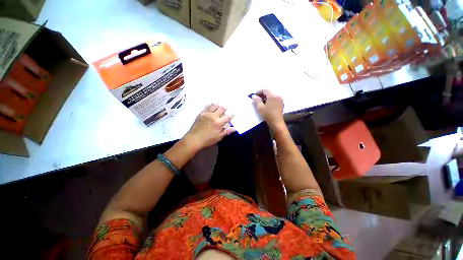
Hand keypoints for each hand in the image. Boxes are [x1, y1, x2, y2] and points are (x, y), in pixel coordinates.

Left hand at [184, 104, 234, 150]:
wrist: (194, 139)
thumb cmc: (207, 139)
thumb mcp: (218, 137)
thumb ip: (226, 131)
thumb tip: (234, 128)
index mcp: (219, 123)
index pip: (228, 117)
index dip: (232, 115)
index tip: (234, 113)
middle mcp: (213, 116)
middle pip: (221, 109)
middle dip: (226, 107)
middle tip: (228, 104)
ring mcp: (207, 114)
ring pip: (214, 106)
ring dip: (218, 104)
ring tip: (221, 102)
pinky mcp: (201, 114)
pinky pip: (206, 107)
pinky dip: (210, 104)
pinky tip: (211, 103)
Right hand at [252, 89, 284, 129]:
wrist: (276, 123)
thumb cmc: (268, 115)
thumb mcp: (260, 108)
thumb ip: (256, 100)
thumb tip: (254, 96)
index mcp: (272, 96)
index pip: (265, 90)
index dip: (258, 92)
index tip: (254, 96)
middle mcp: (277, 96)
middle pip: (269, 92)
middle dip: (262, 95)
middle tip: (257, 99)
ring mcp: (280, 100)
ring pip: (271, 95)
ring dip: (266, 97)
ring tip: (261, 103)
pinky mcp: (281, 104)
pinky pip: (274, 99)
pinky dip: (270, 100)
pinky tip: (267, 105)